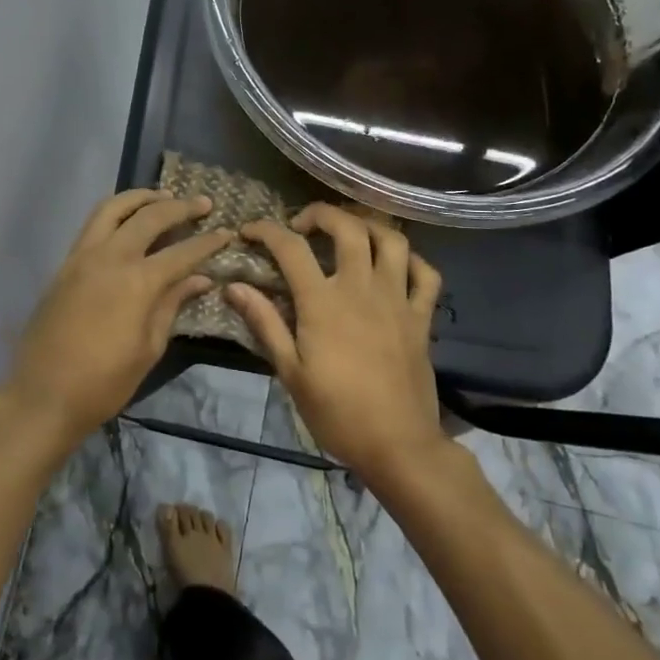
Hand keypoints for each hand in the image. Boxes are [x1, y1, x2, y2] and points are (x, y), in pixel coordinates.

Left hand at [4, 189, 231, 451]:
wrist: (43, 395)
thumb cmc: (104, 382)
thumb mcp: (149, 348)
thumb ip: (172, 305)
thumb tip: (199, 279)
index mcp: (137, 282)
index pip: (182, 252)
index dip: (208, 242)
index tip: (227, 232)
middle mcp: (110, 257)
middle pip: (149, 217)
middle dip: (179, 207)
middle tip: (203, 203)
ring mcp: (82, 256)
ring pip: (112, 208)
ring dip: (141, 198)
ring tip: (162, 197)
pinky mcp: (65, 264)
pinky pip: (92, 224)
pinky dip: (115, 213)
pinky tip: (129, 220)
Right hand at [227, 203, 445, 482]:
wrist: (397, 445)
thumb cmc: (336, 412)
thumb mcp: (290, 371)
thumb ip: (264, 322)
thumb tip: (234, 286)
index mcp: (323, 302)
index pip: (291, 248)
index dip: (266, 230)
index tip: (249, 232)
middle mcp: (362, 289)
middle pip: (348, 227)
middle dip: (321, 213)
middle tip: (303, 225)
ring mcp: (397, 300)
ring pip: (392, 240)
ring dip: (368, 226)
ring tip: (350, 234)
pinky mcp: (421, 317)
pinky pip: (426, 274)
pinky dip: (411, 260)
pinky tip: (394, 265)